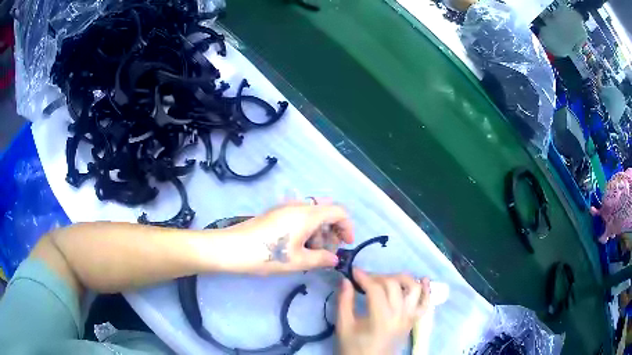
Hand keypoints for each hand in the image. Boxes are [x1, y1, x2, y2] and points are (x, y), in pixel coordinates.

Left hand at [223, 200, 353, 273]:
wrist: (231, 248)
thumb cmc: (268, 255)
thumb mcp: (298, 261)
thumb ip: (322, 259)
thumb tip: (334, 259)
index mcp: (307, 214)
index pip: (338, 211)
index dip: (347, 227)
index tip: (346, 245)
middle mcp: (298, 205)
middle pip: (326, 211)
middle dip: (332, 230)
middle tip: (327, 251)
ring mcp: (285, 208)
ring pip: (312, 215)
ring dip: (319, 232)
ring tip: (311, 253)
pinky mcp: (275, 214)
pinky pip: (299, 217)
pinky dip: (306, 230)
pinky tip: (298, 247)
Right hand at [337, 269, 429, 354]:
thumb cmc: (354, 347)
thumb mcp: (344, 327)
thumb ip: (344, 302)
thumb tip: (345, 280)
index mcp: (381, 318)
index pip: (376, 289)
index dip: (364, 277)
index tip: (353, 271)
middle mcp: (400, 315)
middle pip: (394, 285)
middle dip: (378, 276)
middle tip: (365, 279)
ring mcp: (410, 317)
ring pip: (414, 289)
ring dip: (402, 279)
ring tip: (387, 280)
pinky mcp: (414, 320)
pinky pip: (426, 303)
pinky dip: (426, 290)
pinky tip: (423, 279)